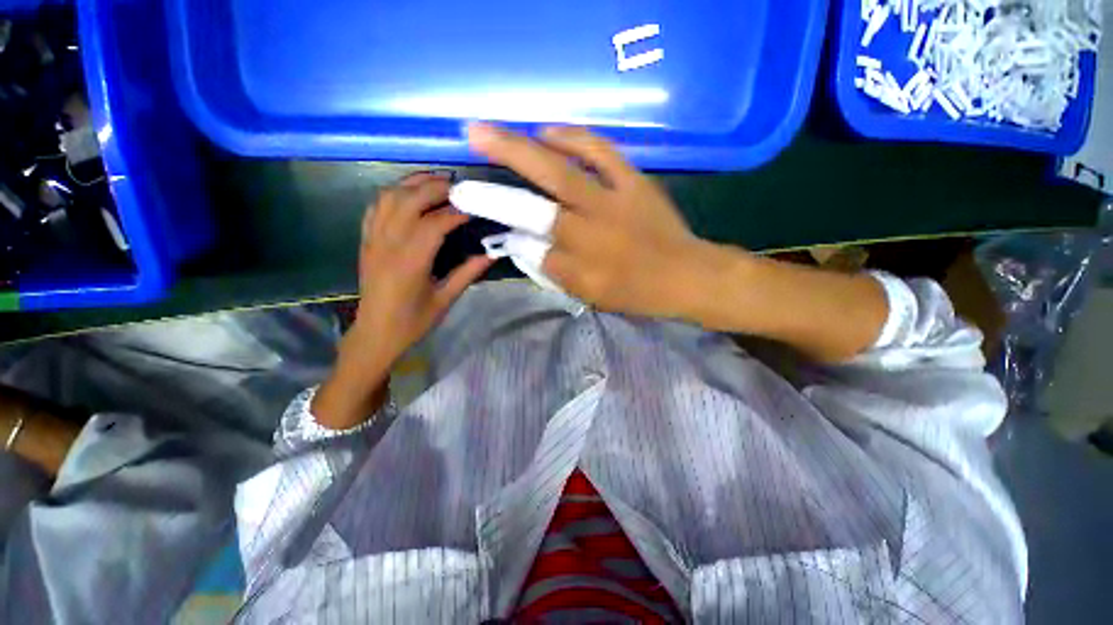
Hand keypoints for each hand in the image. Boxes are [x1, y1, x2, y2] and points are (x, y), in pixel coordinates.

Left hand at [354, 173, 492, 362]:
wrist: (376, 334)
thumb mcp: (446, 299)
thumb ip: (469, 273)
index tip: (476, 206)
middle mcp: (388, 244)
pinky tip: (409, 193)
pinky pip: (375, 206)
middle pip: (409, 200)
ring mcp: (373, 239)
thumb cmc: (414, 321)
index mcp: (410, 262)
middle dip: (436, 187)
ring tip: (438, 181)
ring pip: (389, 196)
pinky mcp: (366, 240)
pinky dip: (394, 193)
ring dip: (413, 183)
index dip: (457, 211)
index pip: (434, 223)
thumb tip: (493, 253)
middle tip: (460, 186)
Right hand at [467, 123, 719, 318]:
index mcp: (582, 264)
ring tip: (488, 134)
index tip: (471, 207)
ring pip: (562, 171)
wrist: (686, 274)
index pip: (529, 245)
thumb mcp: (592, 295)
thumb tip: (522, 243)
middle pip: (535, 207)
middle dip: (494, 194)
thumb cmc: (637, 292)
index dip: (499, 225)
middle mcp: (592, 231)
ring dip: (521, 152)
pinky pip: (601, 151)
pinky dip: (572, 138)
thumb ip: (555, 272)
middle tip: (463, 172)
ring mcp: (614, 200)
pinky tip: (547, 131)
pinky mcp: (634, 181)